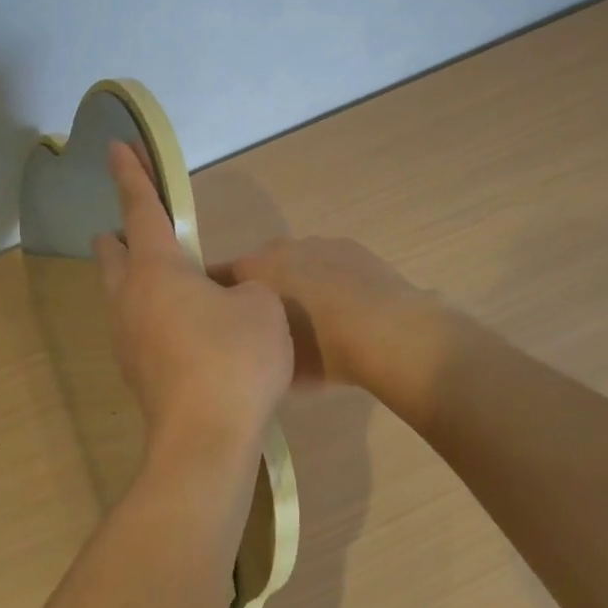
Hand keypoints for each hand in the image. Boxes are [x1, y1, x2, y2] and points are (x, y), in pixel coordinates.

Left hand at [94, 144, 292, 466]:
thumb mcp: (260, 307)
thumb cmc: (234, 359)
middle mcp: (131, 299)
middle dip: (121, 235)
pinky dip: (149, 312)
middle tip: (134, 227)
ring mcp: (127, 339)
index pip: (141, 210)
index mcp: (157, 270)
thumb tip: (230, 298)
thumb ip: (245, 289)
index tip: (115, 147)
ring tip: (162, 277)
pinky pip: (136, 326)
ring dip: (133, 277)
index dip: (131, 175)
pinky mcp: (136, 372)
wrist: (206, 439)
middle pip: (114, 255)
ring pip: (120, 294)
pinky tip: (177, 326)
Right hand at [212, 236, 438, 393]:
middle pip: (259, 268)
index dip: (220, 299)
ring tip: (315, 319)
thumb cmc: (322, 352)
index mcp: (252, 270)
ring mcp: (318, 243)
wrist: (389, 333)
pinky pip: (328, 263)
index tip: (224, 322)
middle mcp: (279, 248)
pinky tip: (345, 308)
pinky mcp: (351, 247)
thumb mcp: (275, 364)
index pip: (218, 277)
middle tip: (272, 326)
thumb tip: (250, 347)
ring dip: (298, 284)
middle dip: (261, 291)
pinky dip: (330, 280)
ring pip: (296, 264)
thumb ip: (254, 348)